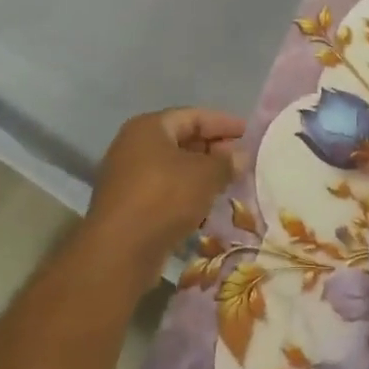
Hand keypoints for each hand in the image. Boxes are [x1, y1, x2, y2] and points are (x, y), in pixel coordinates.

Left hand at [84, 108, 244, 287]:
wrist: (119, 252)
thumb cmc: (164, 198)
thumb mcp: (204, 175)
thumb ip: (226, 162)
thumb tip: (241, 156)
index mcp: (149, 127)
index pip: (194, 116)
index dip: (224, 123)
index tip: (249, 134)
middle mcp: (134, 145)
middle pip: (182, 140)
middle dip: (214, 149)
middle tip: (242, 160)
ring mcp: (127, 176)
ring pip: (173, 168)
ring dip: (201, 174)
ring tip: (229, 183)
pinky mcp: (128, 205)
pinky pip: (164, 190)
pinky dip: (186, 193)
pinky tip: (207, 205)